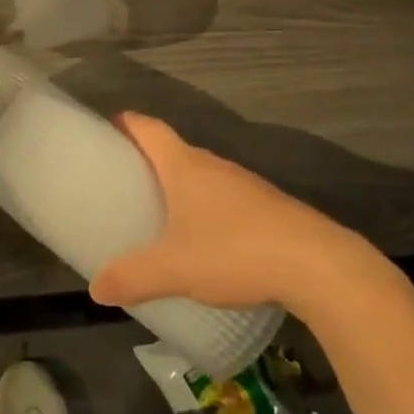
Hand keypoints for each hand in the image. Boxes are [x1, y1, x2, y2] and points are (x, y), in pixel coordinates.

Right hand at [90, 113, 397, 311]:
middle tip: (125, 183)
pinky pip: (226, 198)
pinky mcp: (269, 208)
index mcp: (185, 166)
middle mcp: (214, 165)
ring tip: (160, 213)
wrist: (318, 265)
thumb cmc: (235, 251)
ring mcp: (245, 185)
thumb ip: (133, 277)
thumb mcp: (174, 269)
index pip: (149, 128)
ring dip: (181, 187)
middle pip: (174, 150)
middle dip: (149, 161)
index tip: (107, 129)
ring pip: (203, 176)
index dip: (127, 124)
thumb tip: (96, 290)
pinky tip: (206, 240)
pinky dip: (208, 209)